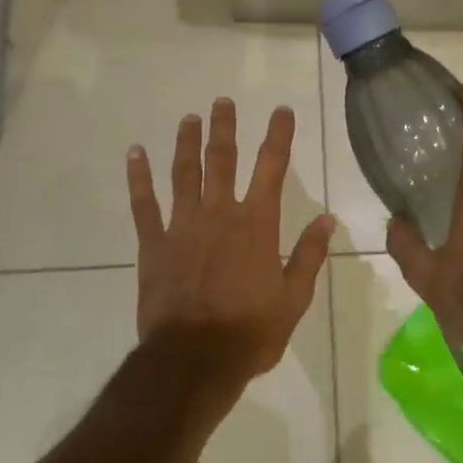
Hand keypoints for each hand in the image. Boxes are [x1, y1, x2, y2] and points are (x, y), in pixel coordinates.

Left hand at [127, 98, 333, 382]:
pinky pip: (144, 205)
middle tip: (222, 101)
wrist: (194, 361)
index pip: (271, 167)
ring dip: (186, 143)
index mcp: (256, 224)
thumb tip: (327, 219)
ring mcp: (182, 226)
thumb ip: (309, 255)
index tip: (282, 110)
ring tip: (188, 118)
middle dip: (224, 127)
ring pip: (184, 173)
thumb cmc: (250, 332)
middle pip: (222, 159)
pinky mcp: (153, 245)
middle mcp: (219, 213)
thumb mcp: (294, 299)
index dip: (278, 135)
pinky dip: (139, 178)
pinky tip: (134, 154)